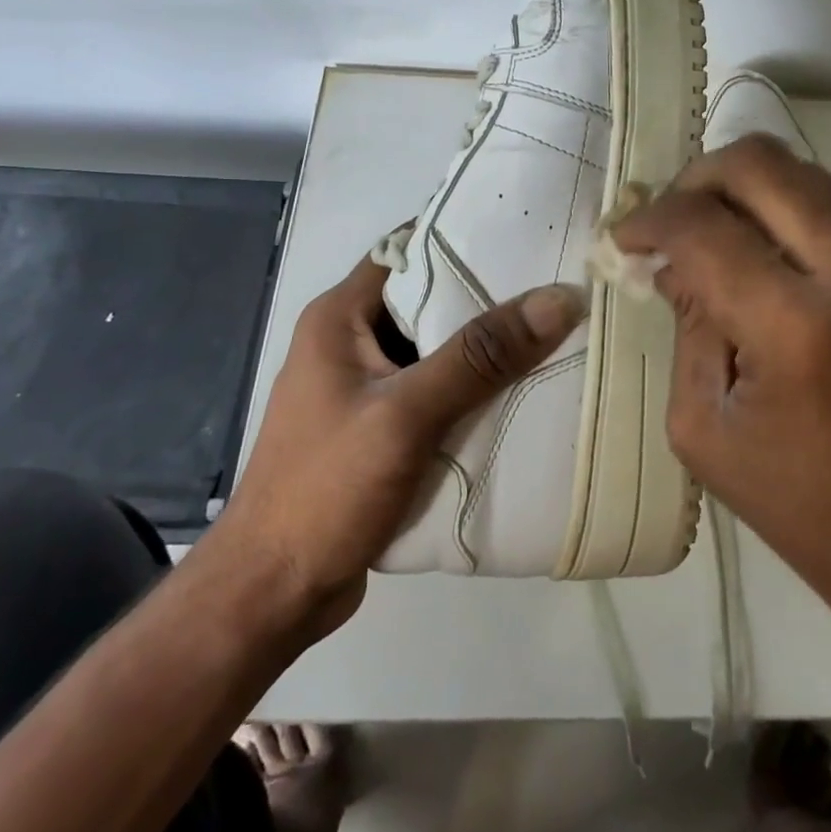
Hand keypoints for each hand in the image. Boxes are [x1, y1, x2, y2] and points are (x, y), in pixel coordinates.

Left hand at [223, 254, 586, 638]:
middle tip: (554, 285)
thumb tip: (559, 299)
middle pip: (427, 299)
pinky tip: (518, 393)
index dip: (464, 237)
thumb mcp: (406, 415)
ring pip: (434, 348)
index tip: (528, 235)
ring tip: (552, 331)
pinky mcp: (377, 427)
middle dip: (487, 294)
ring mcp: (363, 387)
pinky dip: (470, 389)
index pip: (408, 250)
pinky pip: (433, 390)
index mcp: (340, 317)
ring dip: (483, 347)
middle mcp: (349, 341)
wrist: (271, 596)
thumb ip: (480, 356)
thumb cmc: (326, 489)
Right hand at [614, 136, 830, 646]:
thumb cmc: (797, 502)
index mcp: (796, 328)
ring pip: (810, 171)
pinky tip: (779, 242)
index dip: (650, 221)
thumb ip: (687, 324)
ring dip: (752, 187)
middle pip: (762, 166)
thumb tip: (671, 259)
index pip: (704, 228)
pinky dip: (802, 201)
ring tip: (722, 227)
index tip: (625, 238)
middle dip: (697, 179)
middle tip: (670, 218)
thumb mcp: (703, 425)